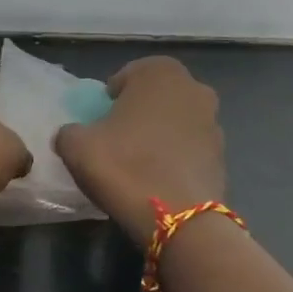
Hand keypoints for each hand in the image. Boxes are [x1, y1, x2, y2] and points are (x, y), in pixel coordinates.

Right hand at [54, 56, 224, 241]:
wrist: (177, 218)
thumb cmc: (124, 167)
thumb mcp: (76, 146)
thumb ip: (70, 131)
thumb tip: (74, 134)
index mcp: (160, 73)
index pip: (127, 75)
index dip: (110, 98)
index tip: (100, 123)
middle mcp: (194, 88)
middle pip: (156, 97)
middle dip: (138, 114)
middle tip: (117, 141)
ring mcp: (214, 122)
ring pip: (176, 123)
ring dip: (159, 136)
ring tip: (138, 165)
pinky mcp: (223, 156)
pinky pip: (189, 150)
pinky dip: (175, 159)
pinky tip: (158, 182)